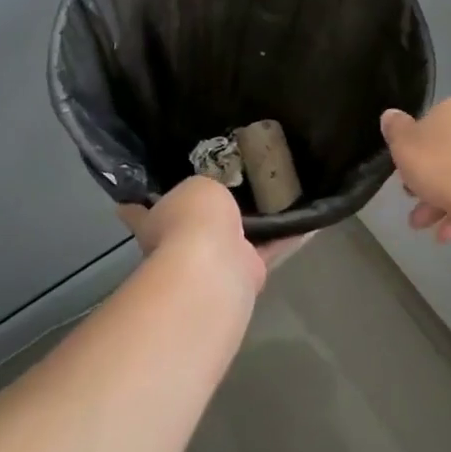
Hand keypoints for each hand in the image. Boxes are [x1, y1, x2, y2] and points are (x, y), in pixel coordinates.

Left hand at [116, 177, 310, 291]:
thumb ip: (206, 187)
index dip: (142, 198)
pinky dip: (288, 236)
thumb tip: (213, 194)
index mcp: (156, 221)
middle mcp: (181, 244)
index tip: (147, 186)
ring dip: (255, 223)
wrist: (214, 265)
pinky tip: (309, 220)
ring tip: (279, 193)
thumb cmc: (192, 219)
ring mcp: (214, 261)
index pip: (141, 208)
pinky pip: (271, 248)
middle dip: (214, 208)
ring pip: (237, 237)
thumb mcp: (197, 186)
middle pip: (196, 222)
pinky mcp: (247, 273)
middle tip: (239, 178)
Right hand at [380, 99, 450, 243]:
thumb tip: (391, 115)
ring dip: (439, 203)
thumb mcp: (402, 143)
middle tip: (411, 200)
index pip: (428, 124)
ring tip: (425, 226)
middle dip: (425, 182)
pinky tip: (448, 234)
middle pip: (444, 155)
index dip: (413, 149)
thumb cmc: (437, 164)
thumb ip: (395, 128)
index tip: (404, 169)